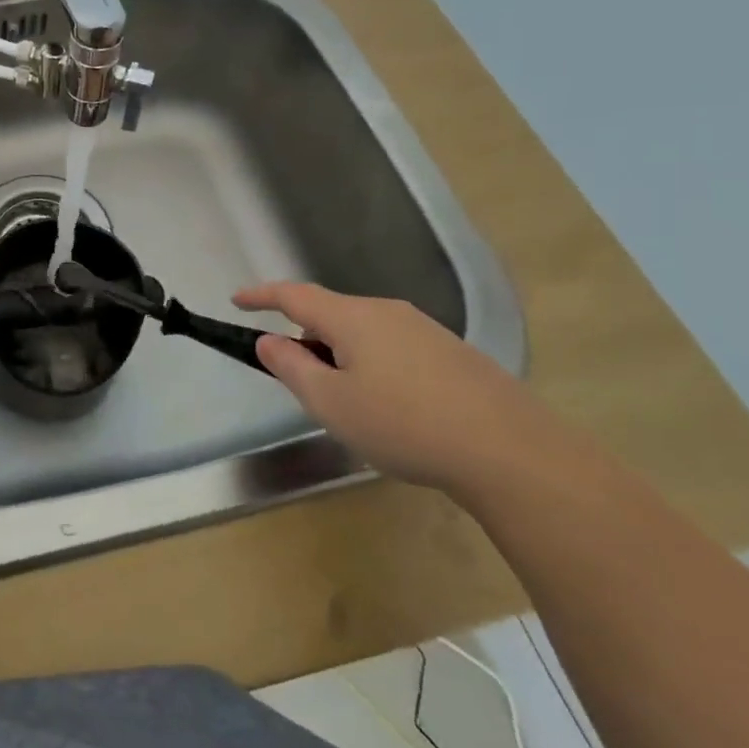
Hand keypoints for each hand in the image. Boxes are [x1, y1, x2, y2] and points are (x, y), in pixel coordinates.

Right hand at [233, 281, 558, 492]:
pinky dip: (372, 364)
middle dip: (305, 335)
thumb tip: (269, 340)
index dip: (261, 296)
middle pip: (331, 313)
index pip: (293, 295)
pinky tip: (389, 407)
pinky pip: (394, 347)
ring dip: (340, 353)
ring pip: (364, 332)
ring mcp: (425, 330)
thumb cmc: (403, 424)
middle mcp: (388, 312)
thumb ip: (291, 367)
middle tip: (296, 376)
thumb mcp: (330, 402)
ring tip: (344, 400)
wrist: (512, 452)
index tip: (236, 300)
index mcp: (352, 317)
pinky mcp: (453, 354)